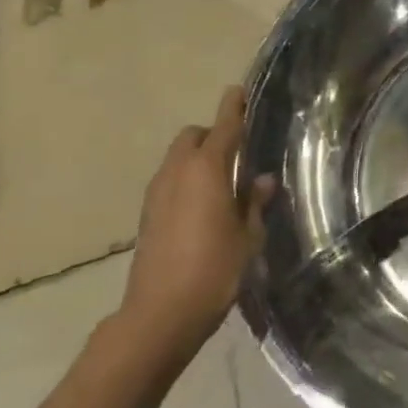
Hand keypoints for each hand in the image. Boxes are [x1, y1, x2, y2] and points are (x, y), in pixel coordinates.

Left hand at [118, 87, 275, 365]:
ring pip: (177, 160)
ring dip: (197, 159)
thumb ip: (253, 202)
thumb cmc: (214, 269)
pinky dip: (186, 181)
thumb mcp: (247, 235)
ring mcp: (157, 195)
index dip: (233, 108)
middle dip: (212, 135)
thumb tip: (260, 180)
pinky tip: (204, 205)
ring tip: (223, 180)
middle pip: (192, 138)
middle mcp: (177, 174)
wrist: (159, 316)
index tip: (238, 91)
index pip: (223, 127)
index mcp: (207, 170)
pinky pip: (169, 183)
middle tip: (237, 150)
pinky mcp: (147, 217)